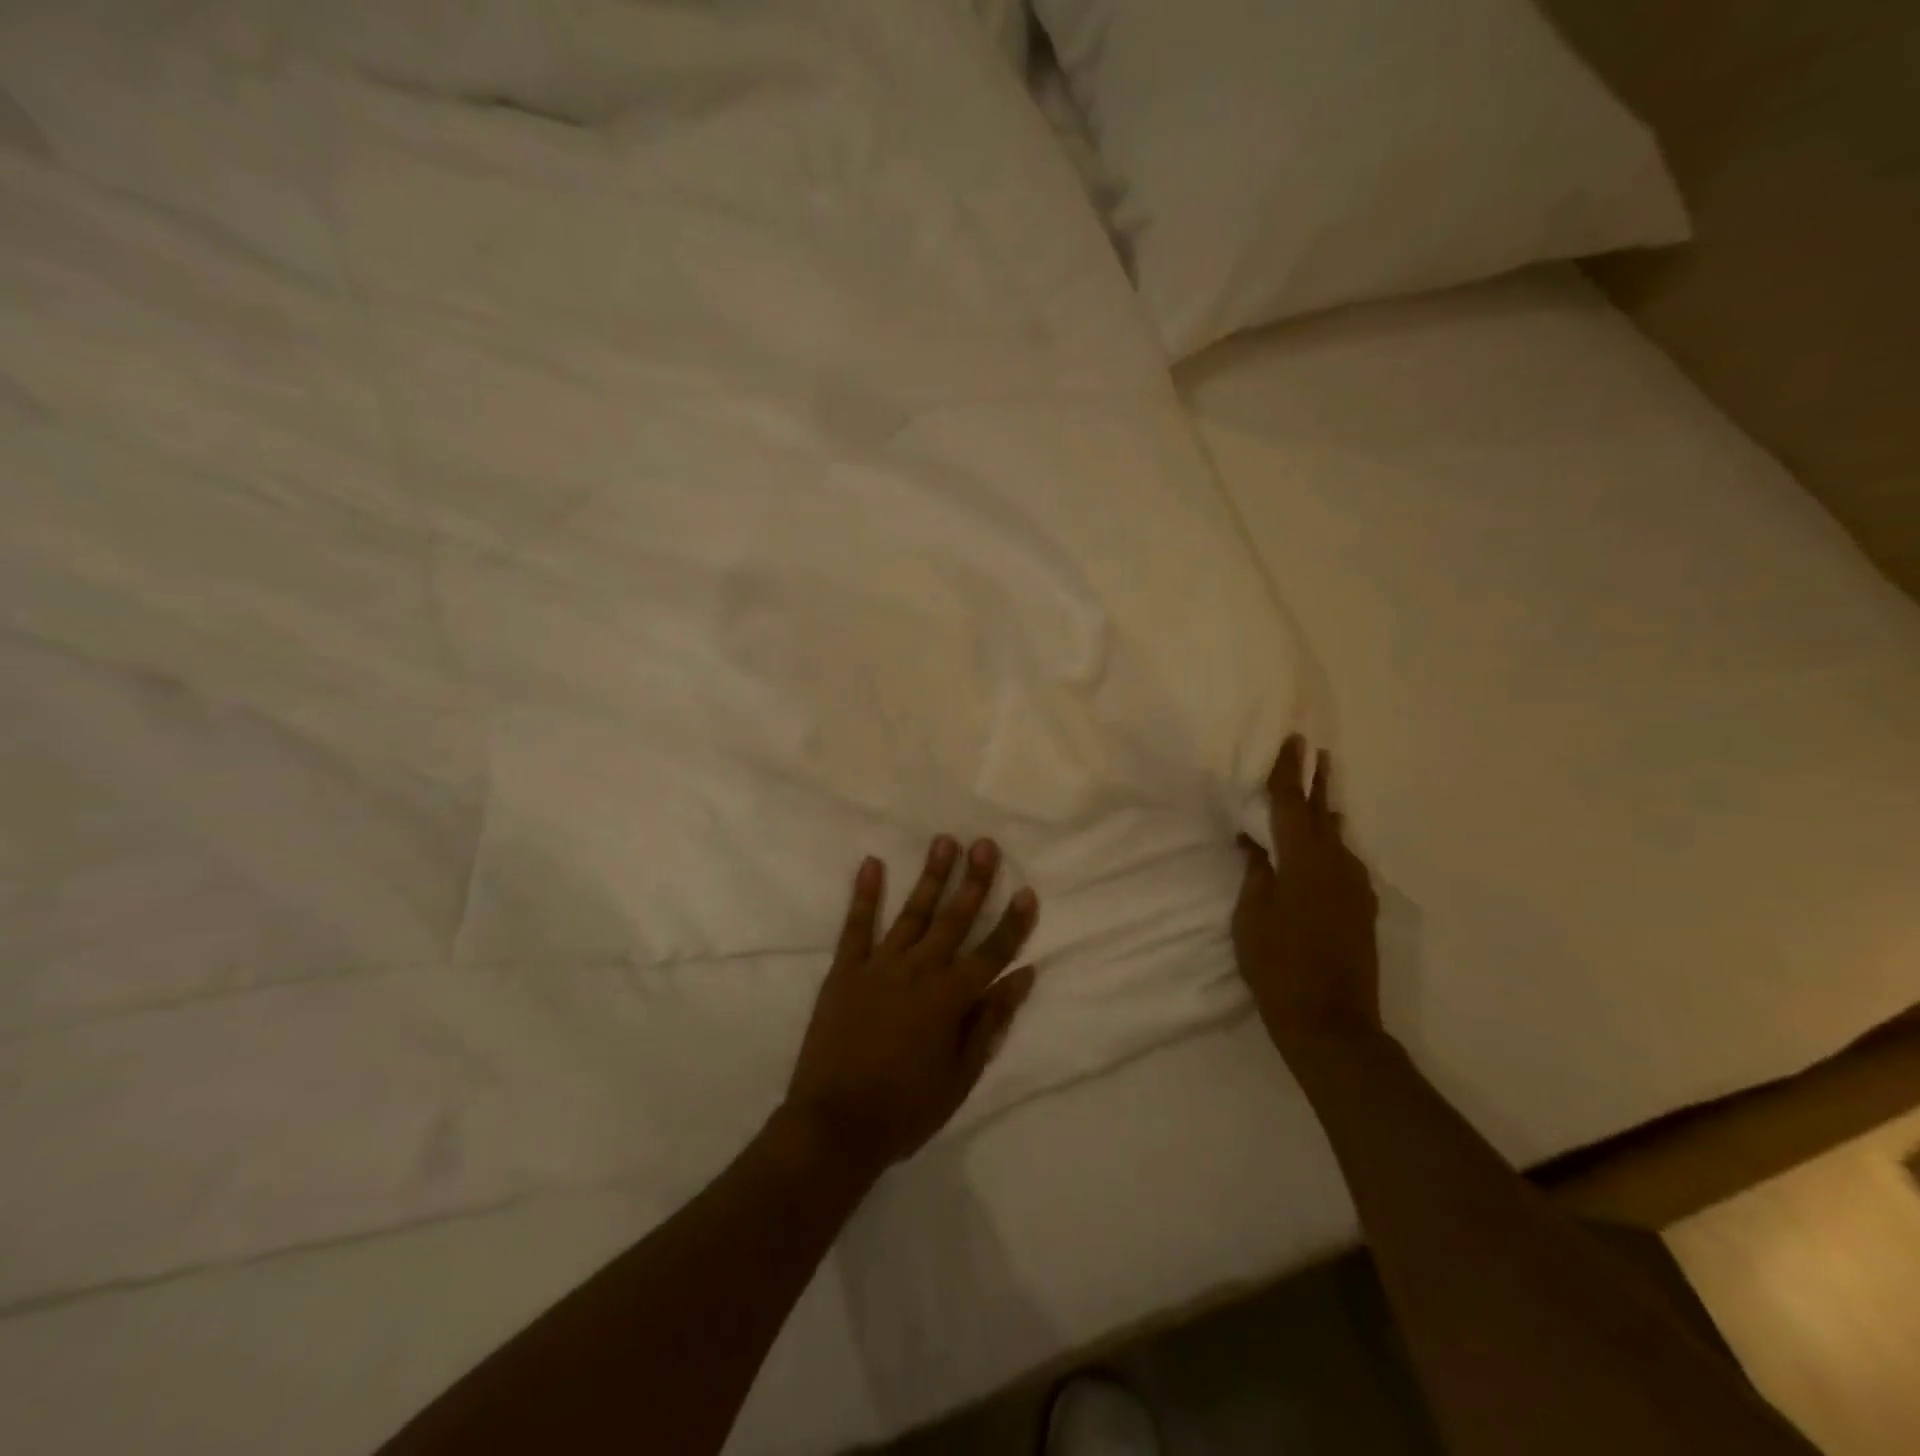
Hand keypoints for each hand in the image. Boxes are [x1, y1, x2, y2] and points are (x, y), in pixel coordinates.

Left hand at [782, 836, 1038, 1178]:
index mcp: (951, 999)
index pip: (992, 953)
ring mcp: (879, 966)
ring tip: (944, 842)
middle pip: (954, 919)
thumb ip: (989, 1022)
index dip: (1013, 923)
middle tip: (985, 844)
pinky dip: (865, 894)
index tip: (1028, 891)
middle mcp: (919, 971)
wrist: (835, 1126)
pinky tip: (872, 864)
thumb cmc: (906, 1109)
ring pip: (912, 913)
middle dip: (974, 881)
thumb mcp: (961, 1076)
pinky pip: (856, 926)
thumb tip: (1021, 978)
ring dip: (930, 876)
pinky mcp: (845, 971)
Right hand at [1233, 735, 1380, 1054]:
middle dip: (1316, 781)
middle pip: (1323, 814)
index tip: (1291, 741)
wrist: (1331, 1023)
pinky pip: (1343, 862)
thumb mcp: (1251, 917)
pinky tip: (1324, 846)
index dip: (1289, 772)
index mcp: (1304, 863)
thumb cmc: (1278, 967)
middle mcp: (1337, 866)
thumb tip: (1256, 842)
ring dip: (1325, 812)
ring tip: (1320, 791)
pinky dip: (1329, 844)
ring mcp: (1354, 888)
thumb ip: (1256, 873)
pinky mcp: (1361, 909)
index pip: (1292, 805)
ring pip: (1336, 838)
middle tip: (1314, 750)